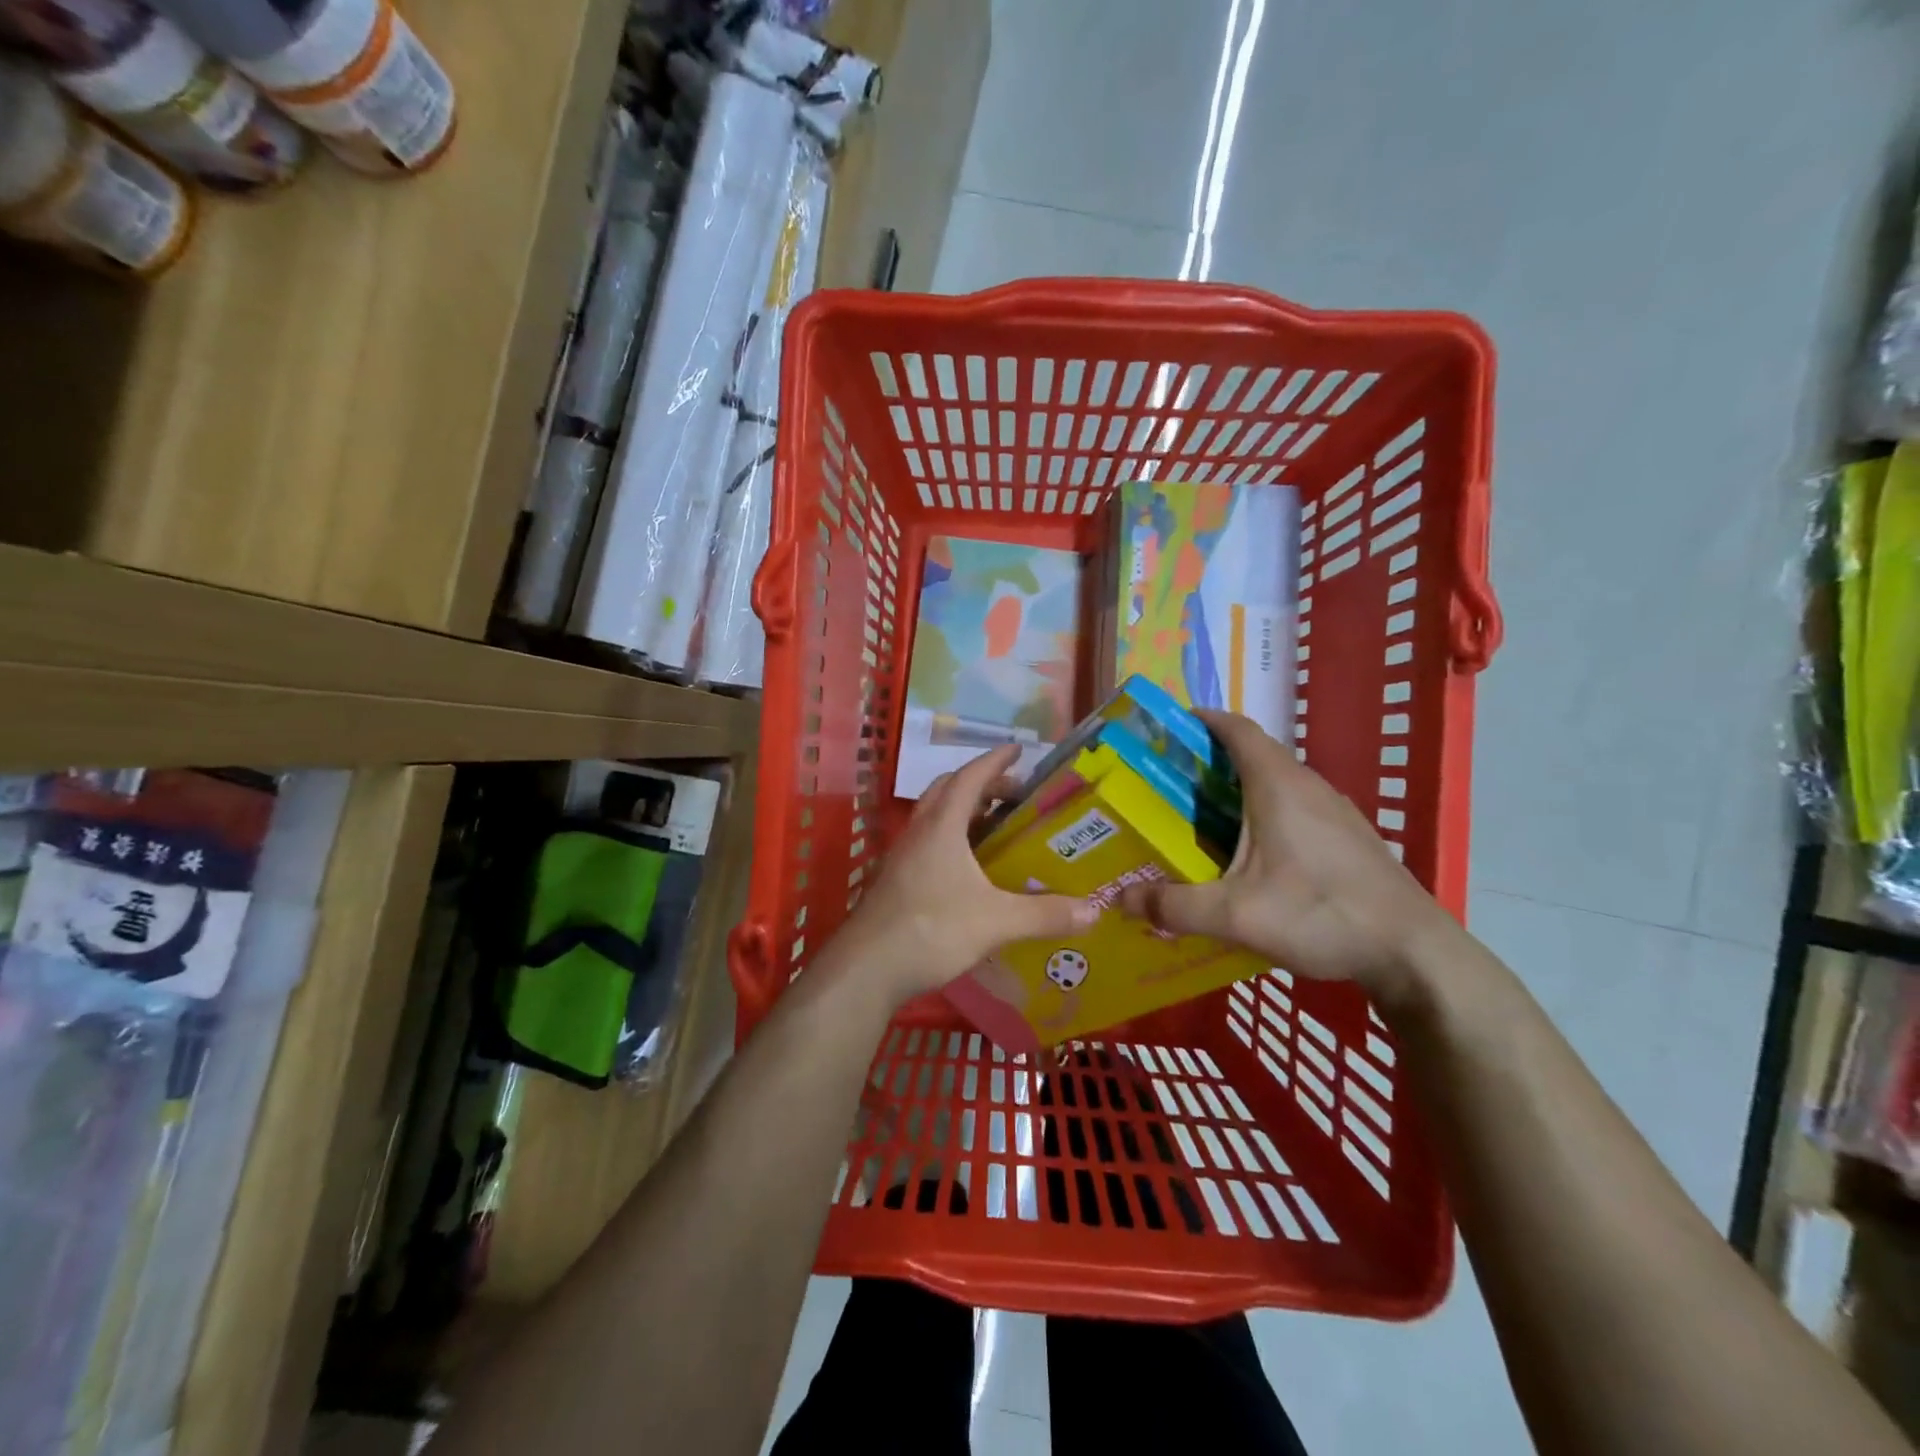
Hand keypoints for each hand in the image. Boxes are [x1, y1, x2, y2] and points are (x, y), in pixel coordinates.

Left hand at [827, 744, 1096, 1007]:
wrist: (866, 969)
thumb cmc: (931, 930)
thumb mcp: (996, 921)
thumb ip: (1045, 914)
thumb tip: (1094, 911)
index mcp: (942, 826)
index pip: (970, 777)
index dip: (995, 760)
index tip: (1019, 748)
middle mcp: (919, 832)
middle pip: (949, 791)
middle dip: (982, 785)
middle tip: (1014, 795)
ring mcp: (902, 857)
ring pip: (935, 818)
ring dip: (965, 813)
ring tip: (997, 830)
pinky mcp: (895, 881)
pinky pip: (928, 845)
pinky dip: (953, 842)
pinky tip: (971, 872)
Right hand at [1118, 710, 1455, 999]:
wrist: (1412, 952)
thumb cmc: (1322, 914)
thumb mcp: (1236, 915)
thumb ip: (1175, 907)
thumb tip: (1121, 899)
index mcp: (1278, 785)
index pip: (1236, 729)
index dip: (1201, 720)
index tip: (1166, 729)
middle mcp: (1307, 786)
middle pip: (1252, 754)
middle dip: (1208, 761)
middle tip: (1167, 785)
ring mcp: (1334, 811)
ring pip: (1275, 783)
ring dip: (1237, 789)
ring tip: (1199, 819)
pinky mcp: (1348, 837)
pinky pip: (1294, 807)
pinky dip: (1263, 813)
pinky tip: (1250, 855)